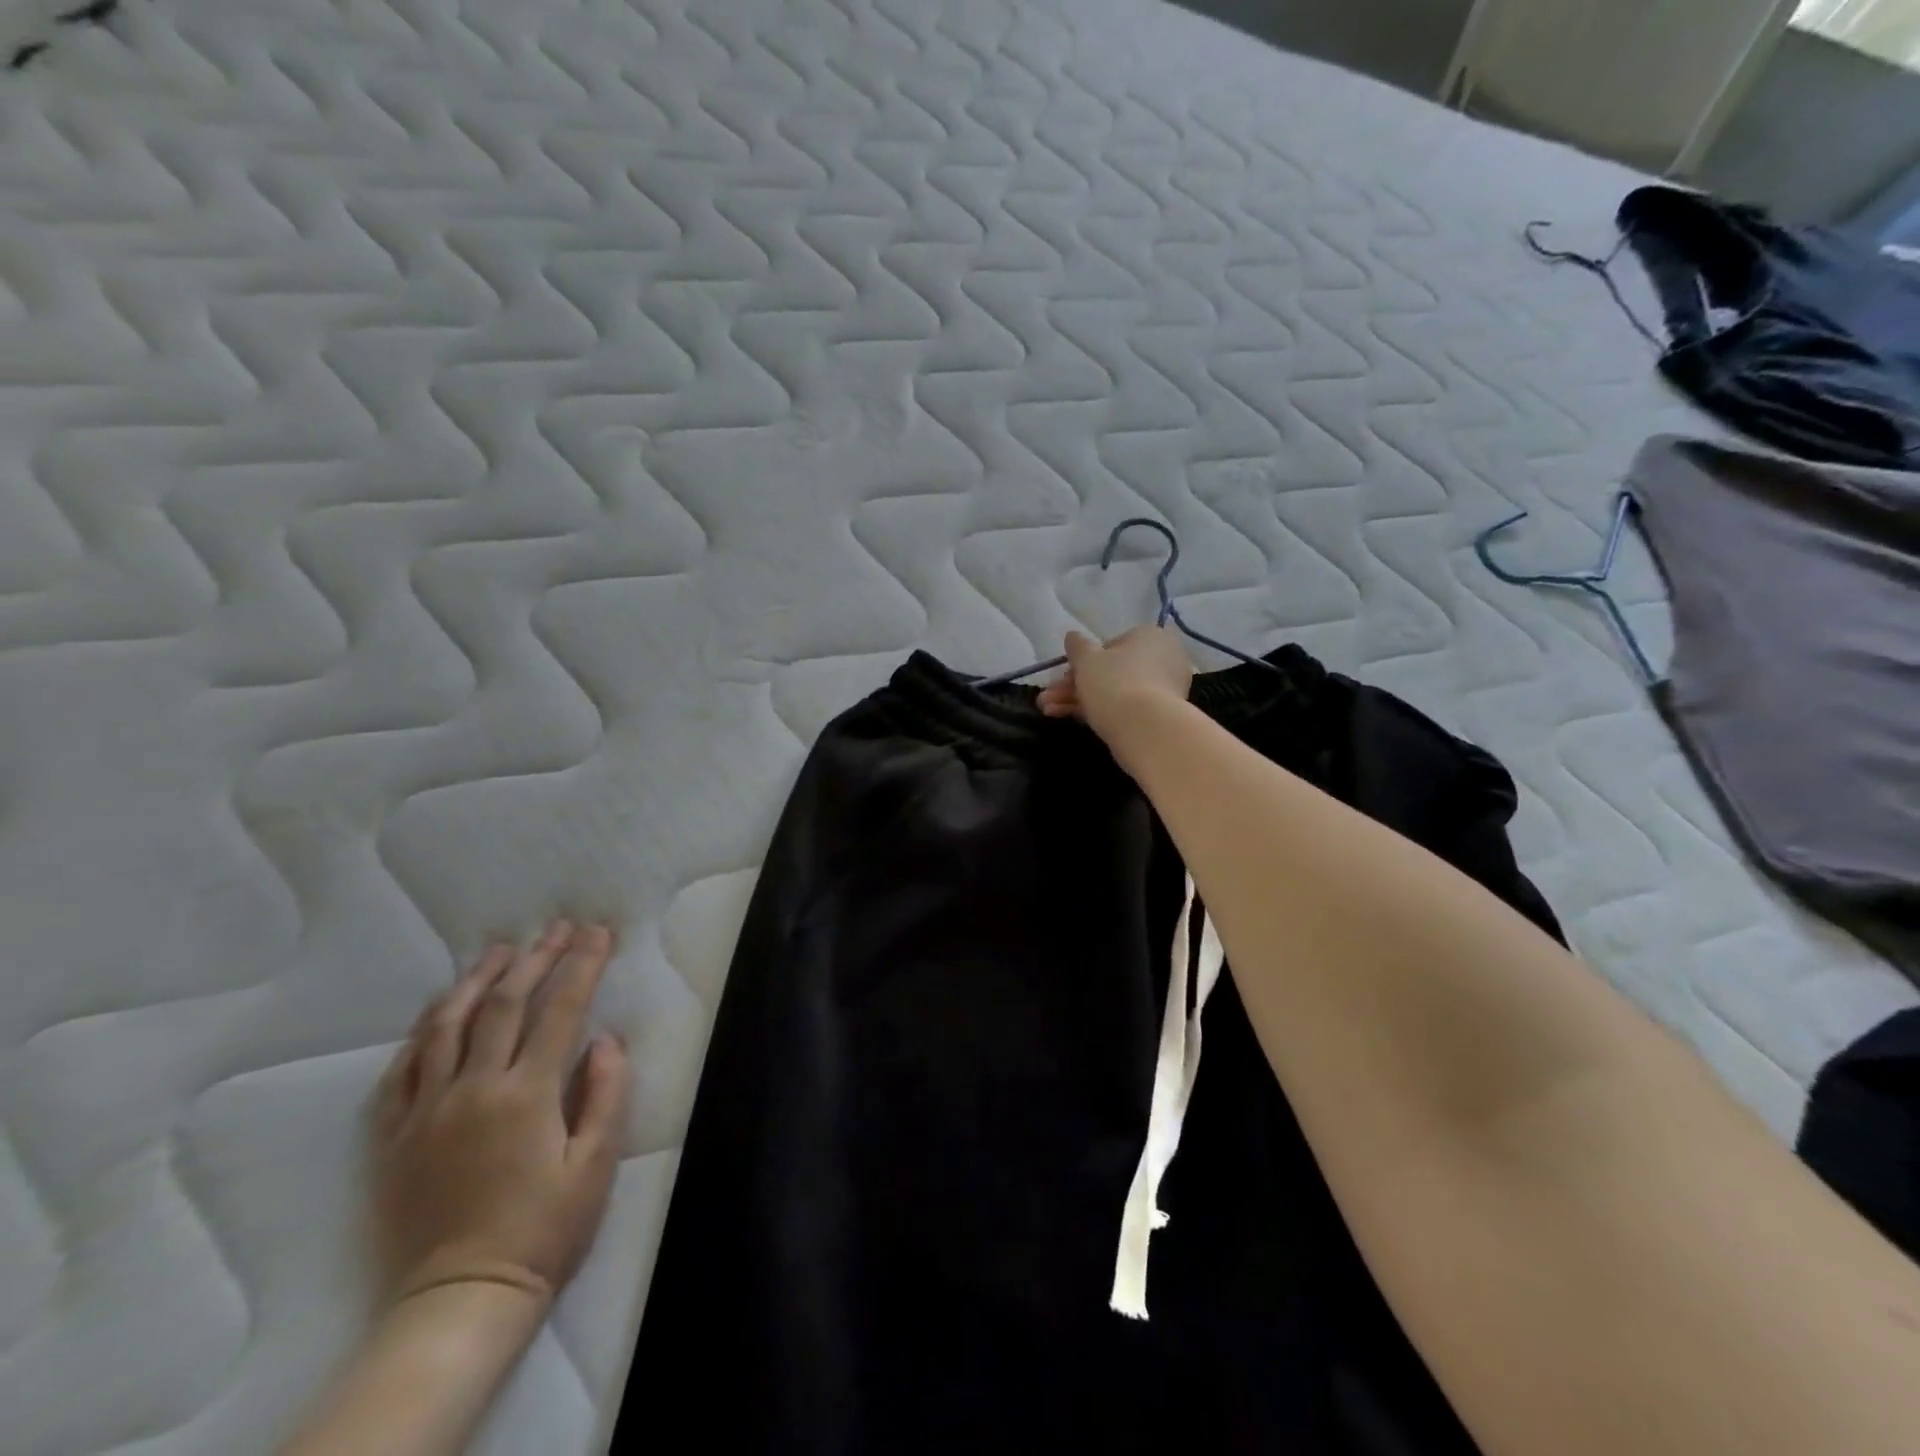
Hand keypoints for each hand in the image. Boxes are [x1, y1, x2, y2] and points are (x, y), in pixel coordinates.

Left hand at [371, 921, 630, 1312]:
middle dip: (536, 958)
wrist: (461, 1300)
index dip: (582, 964)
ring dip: (476, 980)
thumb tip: (604, 1039)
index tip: (598, 931)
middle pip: (503, 1005)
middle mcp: (473, 1089)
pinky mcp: (394, 1137)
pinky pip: (401, 1071)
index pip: (560, 1009)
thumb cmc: (544, 1230)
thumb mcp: (596, 1164)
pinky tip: (439, 1012)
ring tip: (499, 951)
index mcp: (526, 1094)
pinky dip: (423, 1032)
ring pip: (446, 1027)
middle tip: (557, 927)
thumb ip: (606, 1092)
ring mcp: (426, 1111)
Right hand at [1036, 627, 1193, 766]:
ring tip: (1049, 712)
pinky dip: (1100, 713)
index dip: (1083, 661)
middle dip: (1075, 685)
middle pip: (1112, 671)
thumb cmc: (1115, 683)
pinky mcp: (1161, 717)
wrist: (1145, 730)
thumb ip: (1077, 646)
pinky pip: (1127, 709)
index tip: (1063, 676)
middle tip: (1049, 699)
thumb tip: (1073, 636)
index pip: (1112, 645)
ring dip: (1079, 700)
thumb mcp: (1087, 659)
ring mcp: (1165, 690)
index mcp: (1151, 636)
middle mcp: (1164, 659)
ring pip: (1116, 692)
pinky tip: (1071, 720)